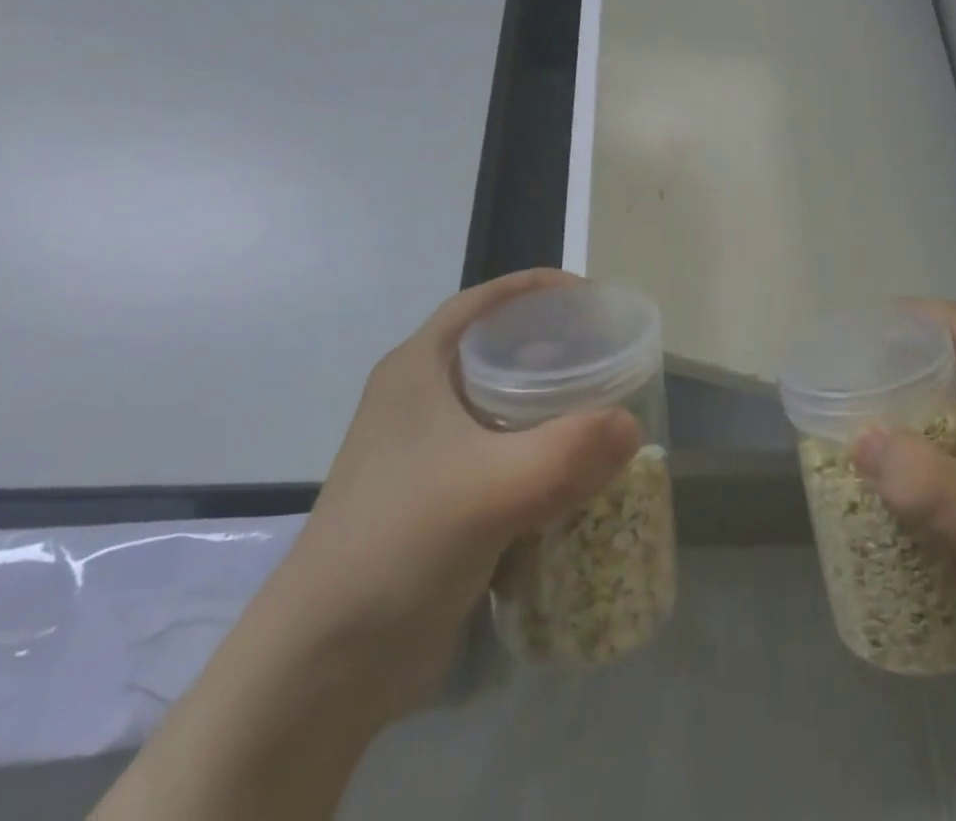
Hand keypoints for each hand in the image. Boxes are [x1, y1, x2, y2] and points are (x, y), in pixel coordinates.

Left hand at [92, 271, 644, 820]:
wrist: (323, 668)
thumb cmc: (398, 547)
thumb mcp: (489, 491)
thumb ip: (567, 453)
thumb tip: (632, 426)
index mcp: (417, 370)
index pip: (481, 303)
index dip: (535, 287)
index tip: (591, 295)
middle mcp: (419, 400)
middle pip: (496, 350)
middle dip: (552, 346)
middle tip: (607, 353)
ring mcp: (426, 453)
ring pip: (501, 406)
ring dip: (550, 404)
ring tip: (603, 405)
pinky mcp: (439, 500)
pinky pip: (501, 455)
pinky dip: (540, 454)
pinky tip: (576, 470)